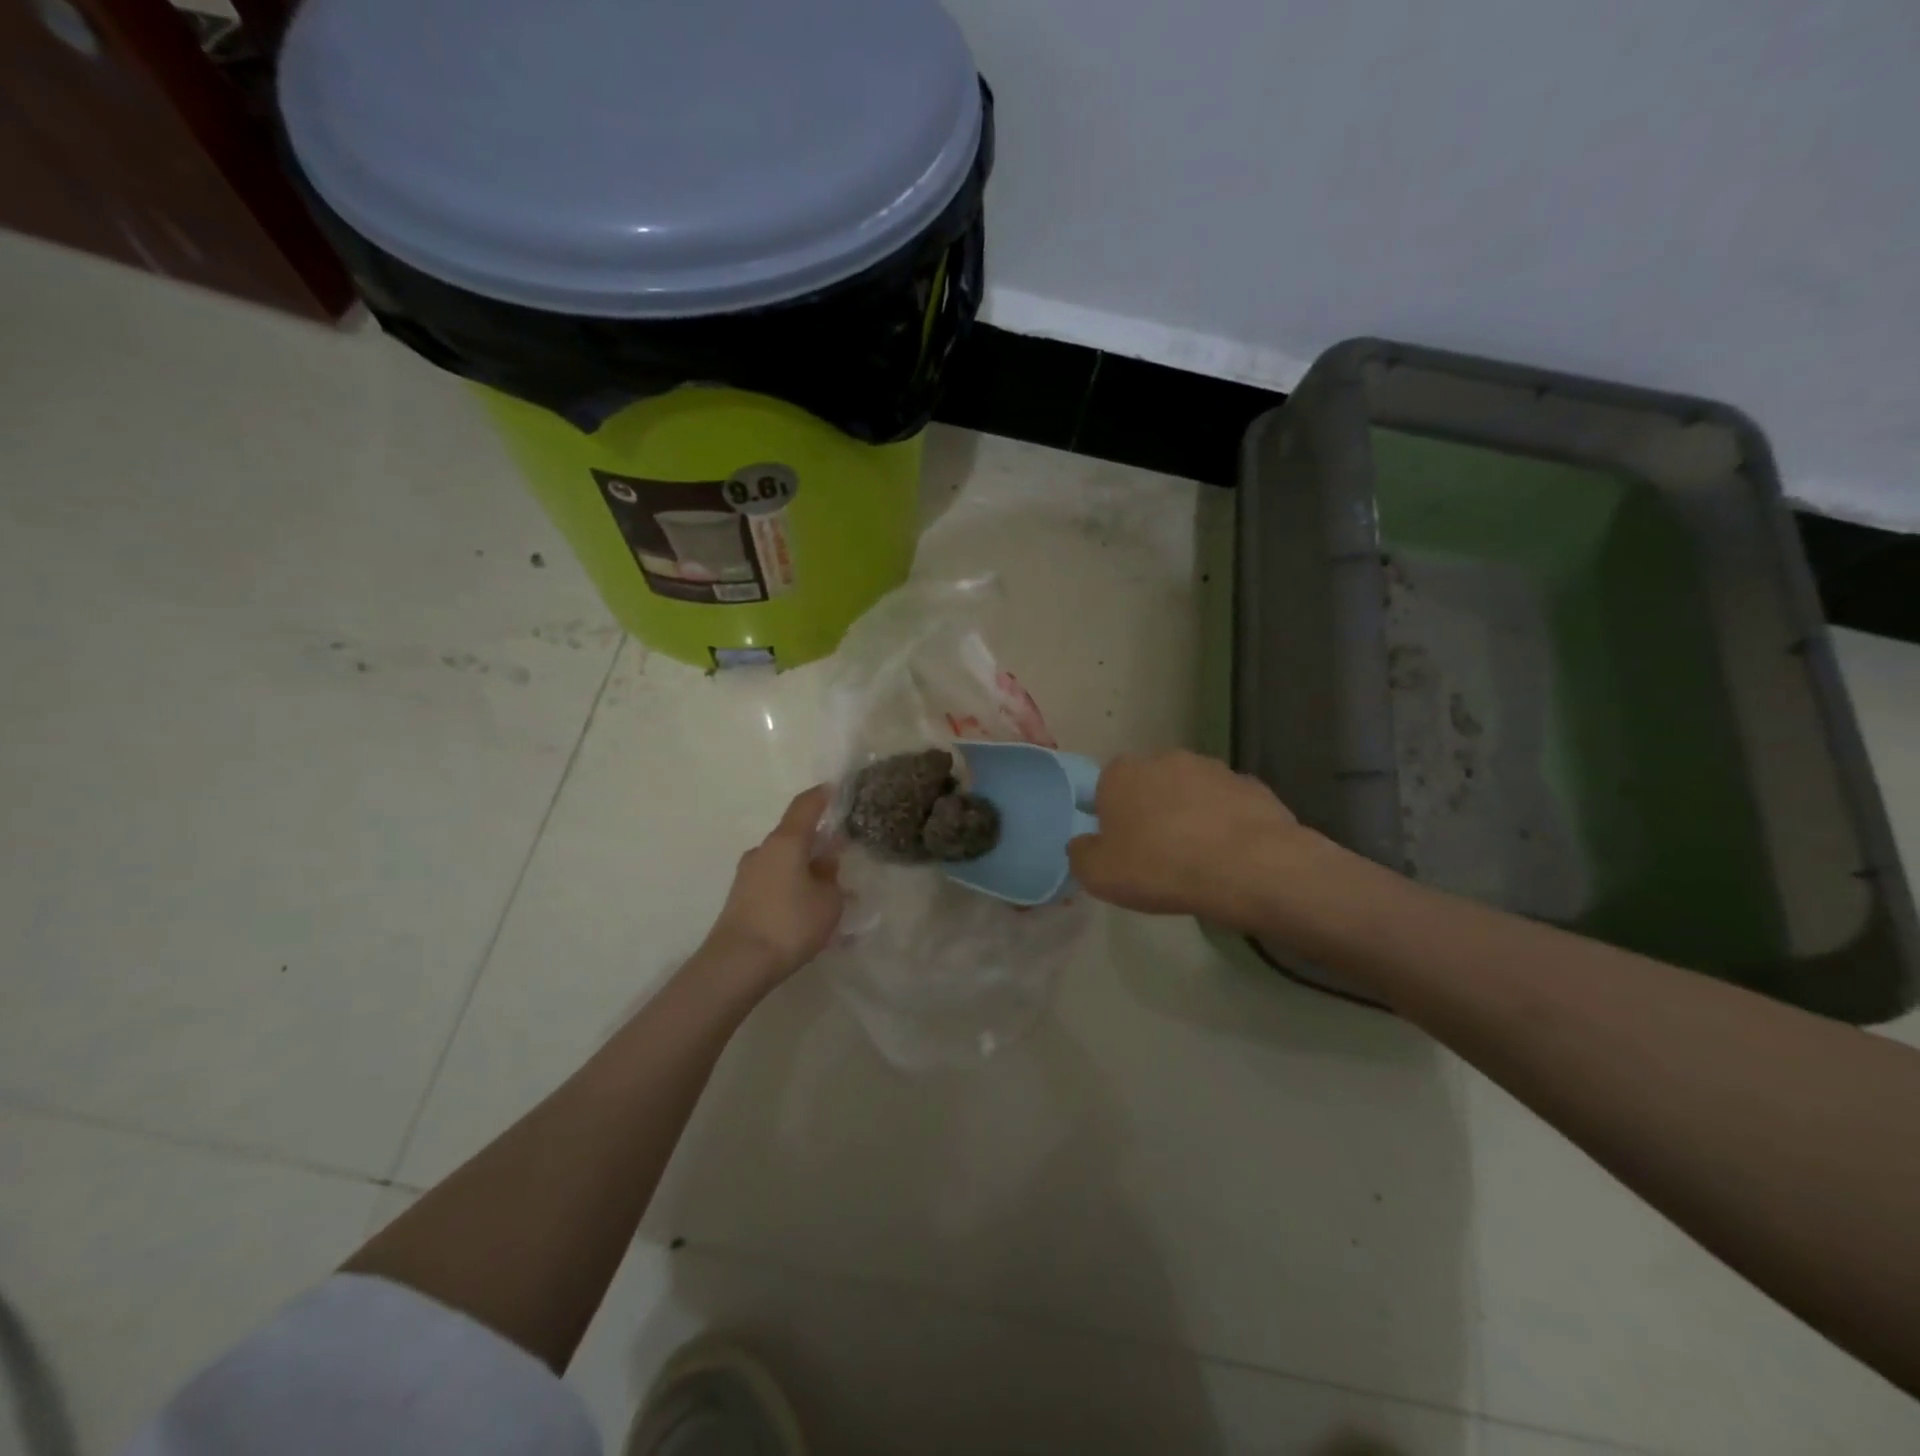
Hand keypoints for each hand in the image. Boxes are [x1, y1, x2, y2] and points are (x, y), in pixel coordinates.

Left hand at [703, 786, 844, 987]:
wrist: (737, 963)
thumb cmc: (790, 924)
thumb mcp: (828, 901)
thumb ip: (831, 877)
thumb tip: (823, 864)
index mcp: (786, 842)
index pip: (805, 806)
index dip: (821, 796)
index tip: (835, 789)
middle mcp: (763, 851)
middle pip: (794, 836)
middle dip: (817, 843)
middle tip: (840, 858)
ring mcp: (747, 874)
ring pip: (783, 862)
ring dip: (804, 870)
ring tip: (826, 894)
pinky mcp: (740, 898)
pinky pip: (774, 883)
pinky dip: (791, 888)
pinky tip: (806, 912)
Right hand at [1067, 750, 1322, 925]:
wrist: (1250, 867)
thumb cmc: (1161, 867)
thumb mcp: (1098, 875)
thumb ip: (1080, 854)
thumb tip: (1084, 844)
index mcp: (1121, 773)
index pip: (1105, 789)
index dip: (1111, 820)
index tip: (1122, 850)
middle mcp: (1165, 758)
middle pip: (1149, 786)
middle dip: (1151, 813)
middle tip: (1157, 855)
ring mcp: (1213, 768)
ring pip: (1190, 793)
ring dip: (1190, 816)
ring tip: (1198, 859)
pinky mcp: (1252, 785)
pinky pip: (1227, 806)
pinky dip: (1226, 824)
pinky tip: (1230, 855)